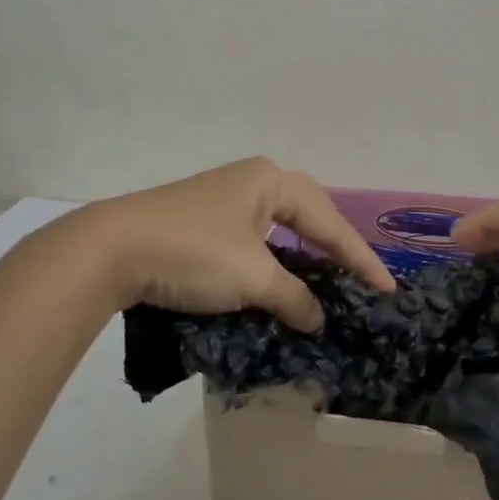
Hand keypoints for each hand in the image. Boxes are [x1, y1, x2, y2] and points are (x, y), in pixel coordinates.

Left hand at [72, 157, 396, 329]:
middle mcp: (252, 181)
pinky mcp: (203, 221)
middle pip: (310, 215)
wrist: (110, 251)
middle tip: (360, 279)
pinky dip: (276, 260)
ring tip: (328, 280)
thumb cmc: (193, 253)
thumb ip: (294, 297)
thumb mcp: (253, 279)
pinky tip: (281, 279)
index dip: (360, 259)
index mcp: (272, 181)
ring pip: (281, 228)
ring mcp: (225, 199)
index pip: (329, 223)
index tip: (388, 289)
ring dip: (305, 255)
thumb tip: (317, 318)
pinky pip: (257, 239)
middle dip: (336, 248)